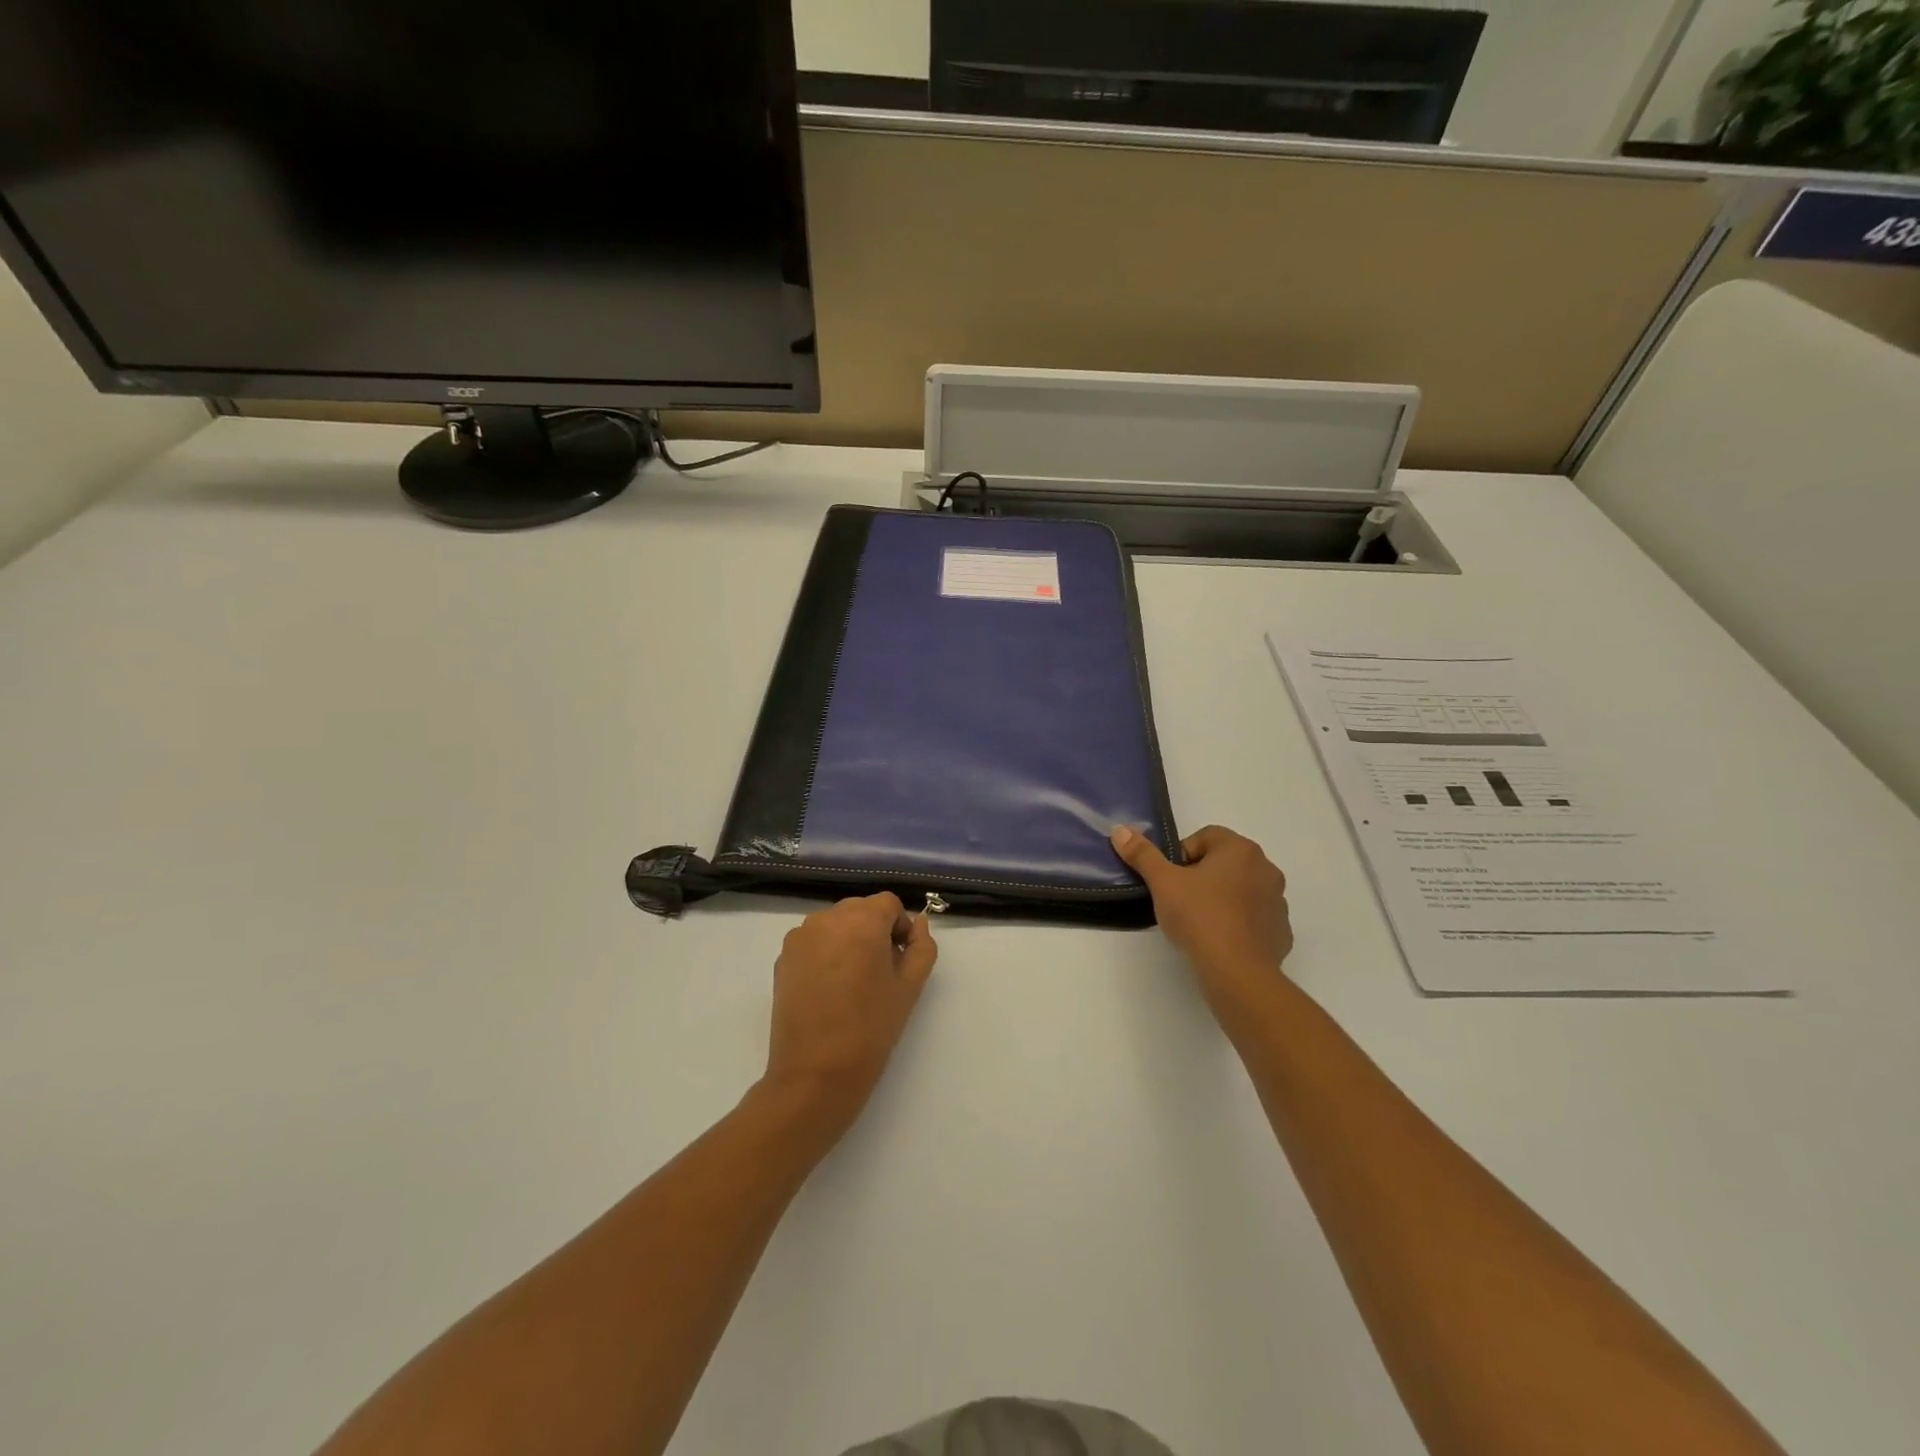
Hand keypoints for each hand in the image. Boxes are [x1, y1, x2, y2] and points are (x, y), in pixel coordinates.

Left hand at [762, 893, 938, 1143]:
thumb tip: (917, 925)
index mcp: (862, 921)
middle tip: (880, 973)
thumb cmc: (871, 1028)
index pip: (888, 904)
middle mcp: (828, 918)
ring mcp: (801, 937)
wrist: (815, 1073)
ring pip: (835, 924)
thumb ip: (921, 947)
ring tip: (852, 983)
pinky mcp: (783, 957)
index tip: (900, 960)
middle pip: (860, 910)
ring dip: (848, 940)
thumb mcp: (910, 987)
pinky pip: (813, 941)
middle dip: (874, 932)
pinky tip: (829, 989)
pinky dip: (825, 953)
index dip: (900, 928)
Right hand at [1111, 825, 1292, 1011]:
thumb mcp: (1162, 882)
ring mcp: (1278, 901)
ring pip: (1241, 890)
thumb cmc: (1199, 917)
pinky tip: (1219, 941)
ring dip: (1222, 898)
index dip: (1182, 855)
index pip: (1206, 837)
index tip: (1170, 879)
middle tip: (1180, 899)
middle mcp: (1266, 869)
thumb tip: (1120, 830)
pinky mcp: (1281, 931)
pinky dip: (1238, 924)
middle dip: (1202, 876)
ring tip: (1199, 922)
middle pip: (1225, 862)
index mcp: (1241, 850)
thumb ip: (1142, 854)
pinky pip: (1254, 918)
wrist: (1237, 972)